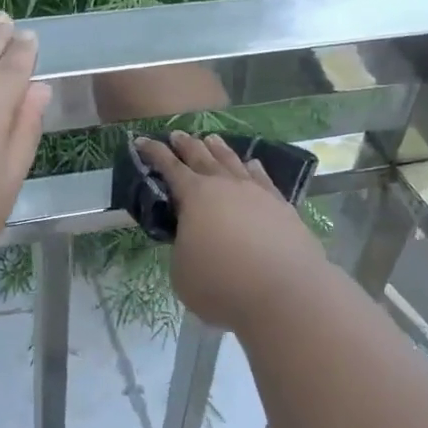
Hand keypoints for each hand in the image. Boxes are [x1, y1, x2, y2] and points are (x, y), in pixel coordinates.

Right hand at [134, 132, 326, 331]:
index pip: (169, 167)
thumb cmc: (222, 284)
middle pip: (202, 157)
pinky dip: (254, 169)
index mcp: (195, 196)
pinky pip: (263, 179)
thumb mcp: (182, 271)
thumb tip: (192, 238)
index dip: (154, 153)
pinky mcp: (282, 207)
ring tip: (212, 139)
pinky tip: (252, 164)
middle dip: (186, 145)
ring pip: (234, 162)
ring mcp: (257, 193)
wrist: (285, 293)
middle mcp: (226, 186)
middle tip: (177, 134)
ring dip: (219, 149)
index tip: (141, 140)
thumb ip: (182, 247)